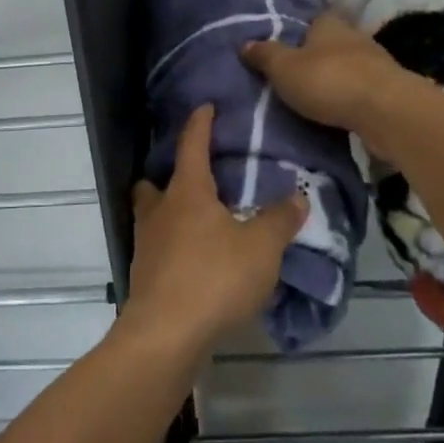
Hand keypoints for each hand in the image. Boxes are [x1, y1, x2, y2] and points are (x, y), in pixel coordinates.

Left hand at [127, 105, 305, 354]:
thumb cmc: (214, 278)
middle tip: (196, 178)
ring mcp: (147, 245)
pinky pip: (158, 248)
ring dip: (170, 213)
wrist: (165, 335)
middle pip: (155, 183)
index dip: (200, 124)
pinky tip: (196, 260)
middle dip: (171, 176)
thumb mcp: (260, 248)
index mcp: (187, 193)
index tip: (205, 107)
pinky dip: (174, 246)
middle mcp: (160, 212)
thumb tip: (298, 196)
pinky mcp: (145, 277)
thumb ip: (280, 220)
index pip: (191, 145)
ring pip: (153, 217)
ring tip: (200, 222)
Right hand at [240, 12, 424, 160]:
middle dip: (317, 55)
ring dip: (335, 77)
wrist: (386, 111)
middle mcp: (354, 36)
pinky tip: (338, 109)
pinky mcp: (388, 90)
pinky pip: (361, 88)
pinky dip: (350, 96)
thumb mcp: (284, 68)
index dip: (300, 29)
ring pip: (349, 65)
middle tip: (295, 72)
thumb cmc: (329, 81)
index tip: (286, 44)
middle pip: (332, 42)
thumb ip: (265, 55)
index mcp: (329, 24)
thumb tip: (244, 43)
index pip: (314, 18)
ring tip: (314, 94)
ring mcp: (376, 63)